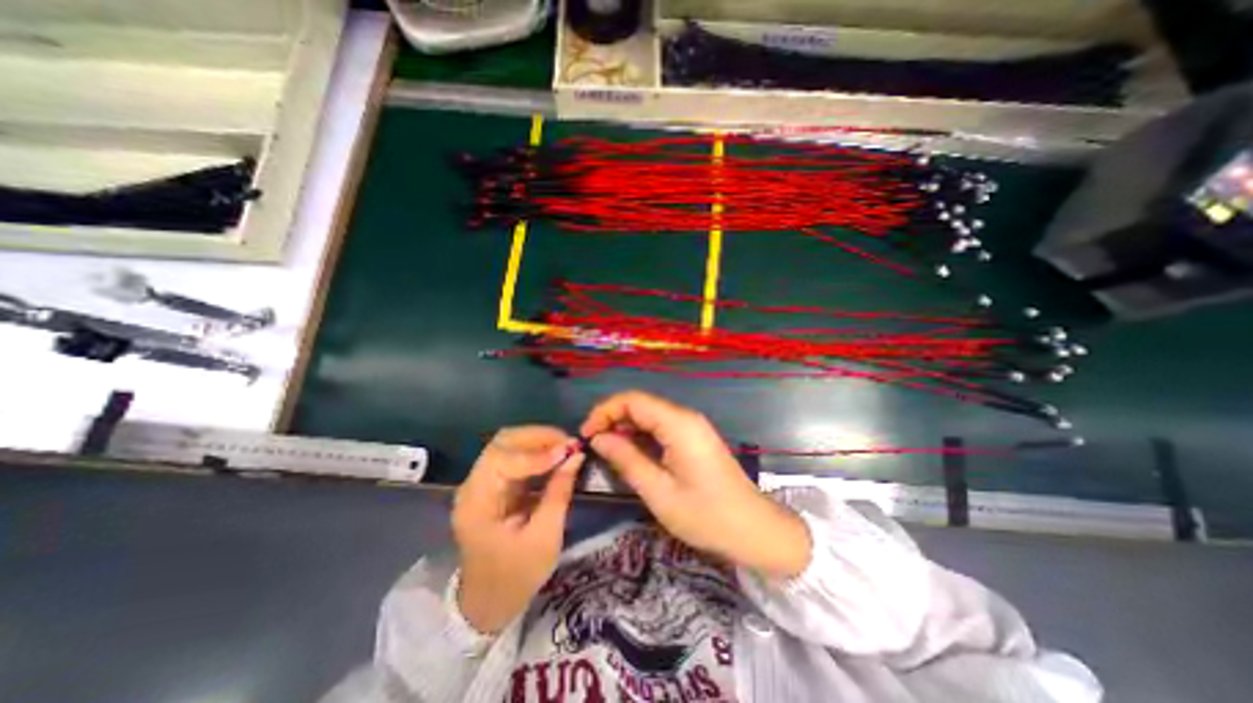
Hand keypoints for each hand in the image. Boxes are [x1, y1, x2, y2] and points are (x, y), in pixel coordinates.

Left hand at [453, 425, 583, 634]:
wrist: (489, 603)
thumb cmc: (516, 577)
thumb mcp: (545, 538)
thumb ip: (559, 493)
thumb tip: (576, 456)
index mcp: (476, 504)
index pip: (501, 460)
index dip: (536, 453)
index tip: (568, 451)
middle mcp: (473, 486)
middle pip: (502, 443)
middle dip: (537, 437)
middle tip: (568, 443)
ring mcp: (481, 483)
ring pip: (508, 445)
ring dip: (538, 441)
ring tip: (565, 447)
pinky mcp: (493, 485)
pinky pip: (514, 456)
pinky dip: (536, 453)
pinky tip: (554, 457)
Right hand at [581, 388, 808, 578]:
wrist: (754, 529)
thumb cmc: (706, 515)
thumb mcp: (659, 492)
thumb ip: (626, 460)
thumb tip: (598, 438)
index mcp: (678, 424)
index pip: (633, 400)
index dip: (605, 411)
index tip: (586, 434)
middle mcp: (685, 417)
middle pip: (641, 404)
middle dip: (612, 419)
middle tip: (592, 444)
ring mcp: (692, 427)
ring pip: (649, 415)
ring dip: (625, 428)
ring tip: (606, 450)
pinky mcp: (694, 438)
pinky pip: (661, 427)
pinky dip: (641, 436)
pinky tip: (630, 453)